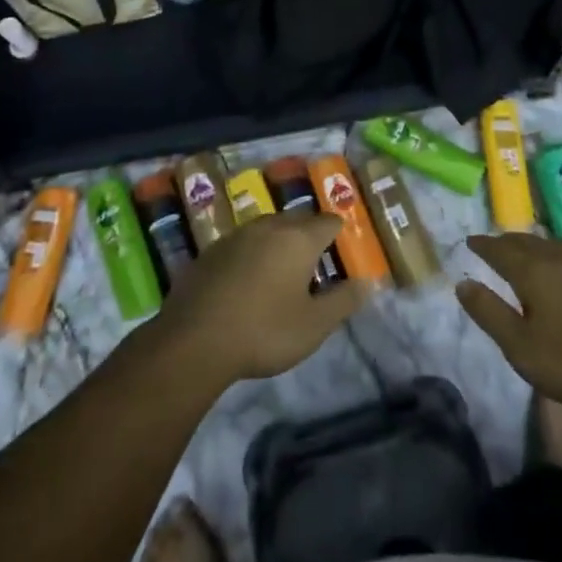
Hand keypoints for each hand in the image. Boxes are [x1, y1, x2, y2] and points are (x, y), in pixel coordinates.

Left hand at [157, 212, 372, 387]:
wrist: (193, 341)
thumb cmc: (264, 331)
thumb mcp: (314, 326)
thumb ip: (344, 301)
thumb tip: (368, 282)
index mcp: (299, 238)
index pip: (329, 222)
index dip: (339, 236)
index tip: (341, 257)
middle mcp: (269, 226)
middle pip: (298, 220)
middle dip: (309, 237)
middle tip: (314, 268)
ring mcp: (237, 235)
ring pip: (268, 229)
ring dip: (278, 244)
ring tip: (281, 275)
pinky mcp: (211, 251)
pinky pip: (242, 244)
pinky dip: (252, 256)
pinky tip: (246, 284)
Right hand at [456, 234, 561, 415]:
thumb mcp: (521, 348)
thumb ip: (489, 313)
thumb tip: (462, 282)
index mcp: (532, 270)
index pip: (499, 249)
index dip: (483, 245)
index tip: (471, 241)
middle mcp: (560, 256)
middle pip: (527, 242)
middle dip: (508, 242)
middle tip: (497, 245)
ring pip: (557, 245)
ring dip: (540, 247)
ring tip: (533, 253)